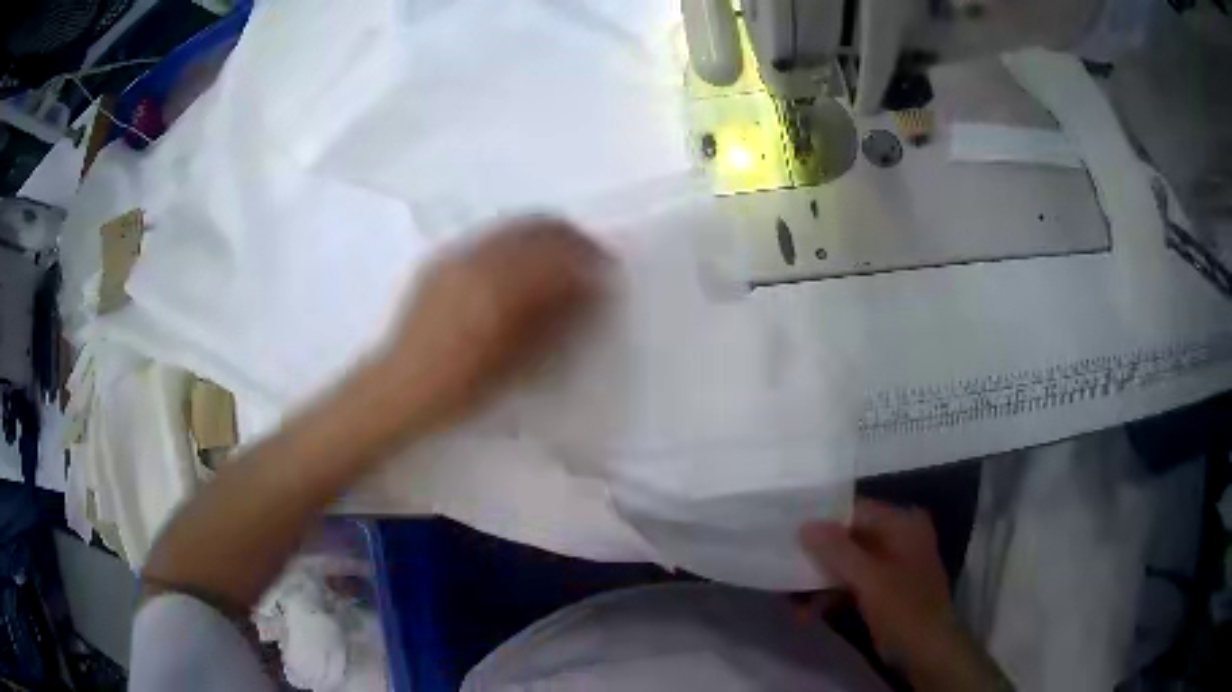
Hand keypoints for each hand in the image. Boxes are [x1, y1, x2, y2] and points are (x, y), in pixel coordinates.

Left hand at [378, 216, 608, 428]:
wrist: (402, 386)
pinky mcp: (444, 258)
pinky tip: (521, 262)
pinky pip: (491, 235)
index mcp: (501, 286)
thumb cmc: (464, 387)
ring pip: (514, 226)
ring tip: (562, 256)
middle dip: (572, 238)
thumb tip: (590, 286)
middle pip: (539, 228)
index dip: (591, 259)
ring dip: (546, 234)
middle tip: (592, 257)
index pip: (560, 254)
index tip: (609, 271)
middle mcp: (481, 258)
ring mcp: (459, 254)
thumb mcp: (519, 362)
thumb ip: (558, 319)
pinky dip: (517, 239)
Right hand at [800, 499, 1011, 690]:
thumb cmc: (904, 608)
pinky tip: (808, 613)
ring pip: (848, 563)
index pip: (856, 510)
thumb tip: (805, 524)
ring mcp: (892, 565)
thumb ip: (838, 550)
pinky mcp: (884, 589)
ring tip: (792, 600)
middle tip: (785, 565)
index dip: (823, 520)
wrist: (927, 650)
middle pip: (850, 537)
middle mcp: (899, 537)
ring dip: (820, 581)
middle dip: (818, 556)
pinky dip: (832, 595)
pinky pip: (852, 583)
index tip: (788, 530)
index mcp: (903, 523)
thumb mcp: (870, 579)